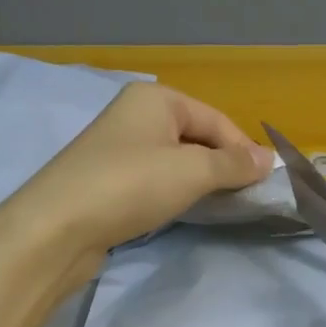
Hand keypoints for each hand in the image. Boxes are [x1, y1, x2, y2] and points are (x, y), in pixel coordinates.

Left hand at [2, 83, 270, 272]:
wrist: (56, 228)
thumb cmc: (130, 186)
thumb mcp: (192, 171)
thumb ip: (234, 164)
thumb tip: (269, 159)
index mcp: (156, 98)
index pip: (217, 120)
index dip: (243, 150)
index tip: (263, 184)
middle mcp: (135, 114)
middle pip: (196, 136)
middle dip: (221, 165)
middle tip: (242, 197)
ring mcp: (118, 147)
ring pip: (175, 160)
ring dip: (198, 180)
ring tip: (216, 205)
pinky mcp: (107, 179)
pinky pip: (154, 178)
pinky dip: (173, 192)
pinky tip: (179, 210)